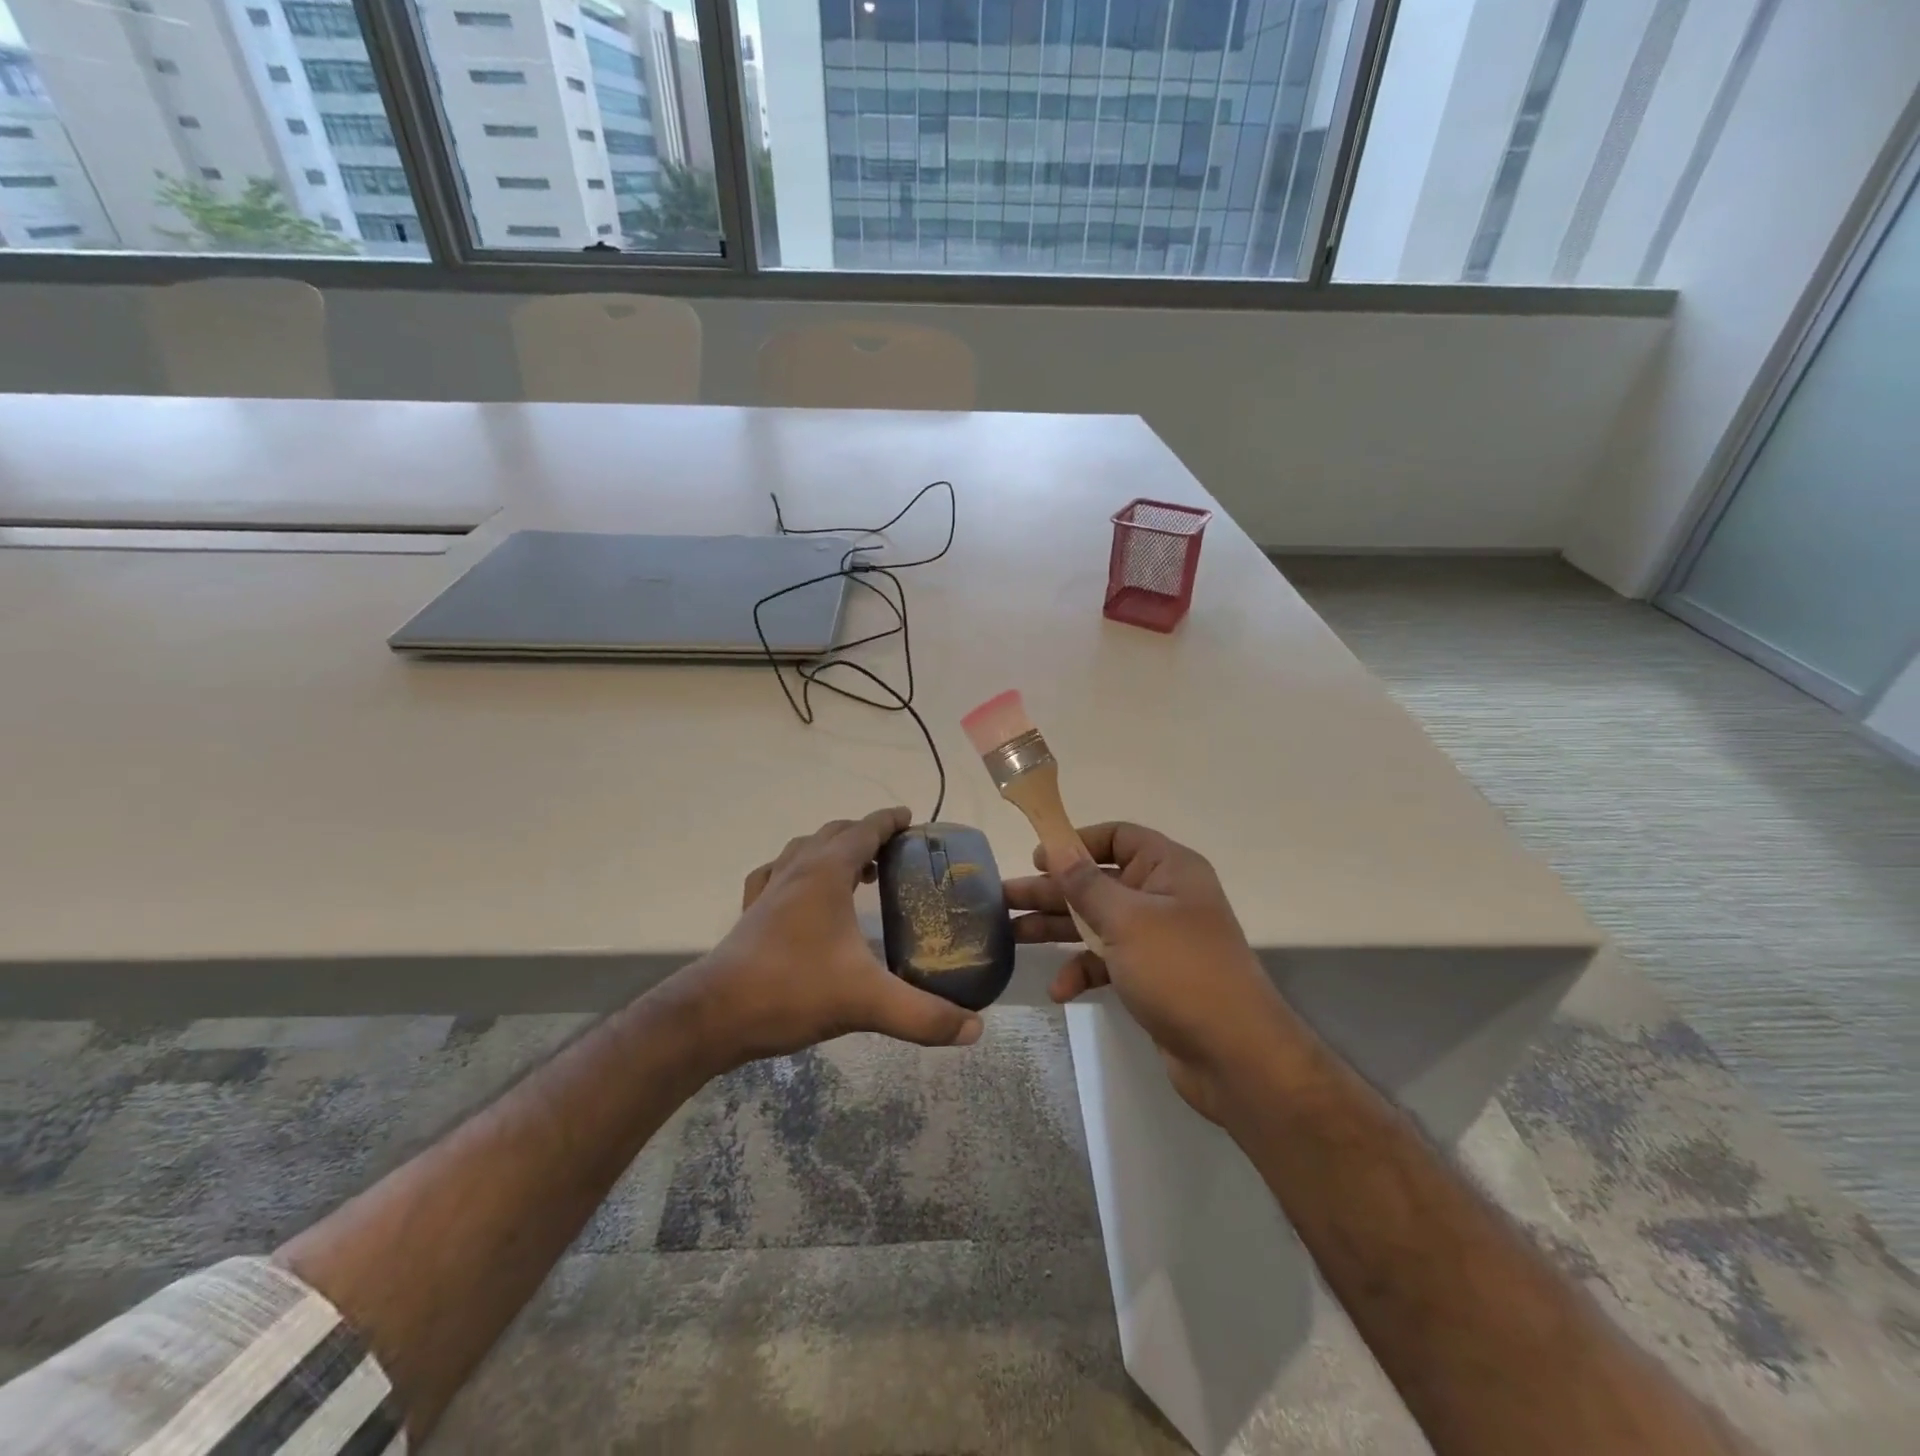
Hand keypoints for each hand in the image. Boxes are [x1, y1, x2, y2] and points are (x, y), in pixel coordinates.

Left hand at [674, 807, 983, 1068]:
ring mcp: (768, 890)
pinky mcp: (751, 914)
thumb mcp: (866, 1002)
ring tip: (858, 871)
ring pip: (804, 850)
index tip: (911, 817)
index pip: (864, 830)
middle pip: (834, 834)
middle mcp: (796, 870)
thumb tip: (975, 1028)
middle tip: (894, 852)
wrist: (713, 1015)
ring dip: (833, 849)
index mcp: (825, 873)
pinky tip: (802, 895)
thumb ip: (923, 1015)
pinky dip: (797, 871)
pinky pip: (777, 875)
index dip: (889, 820)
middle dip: (865, 834)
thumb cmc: (792, 991)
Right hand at [1004, 822, 1290, 1121]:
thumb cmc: (1180, 970)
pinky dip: (1083, 970)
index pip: (1118, 837)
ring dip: (1057, 929)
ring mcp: (1157, 939)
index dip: (1077, 843)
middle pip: (1098, 882)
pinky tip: (1060, 990)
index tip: (1038, 858)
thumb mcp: (1127, 920)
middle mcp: (1163, 897)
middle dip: (1052, 891)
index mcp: (1168, 869)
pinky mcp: (1150, 976)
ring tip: (1011, 935)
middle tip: (1003, 898)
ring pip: (1096, 922)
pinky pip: (1107, 961)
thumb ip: (1086, 883)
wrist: (1234, 1055)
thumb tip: (1056, 846)